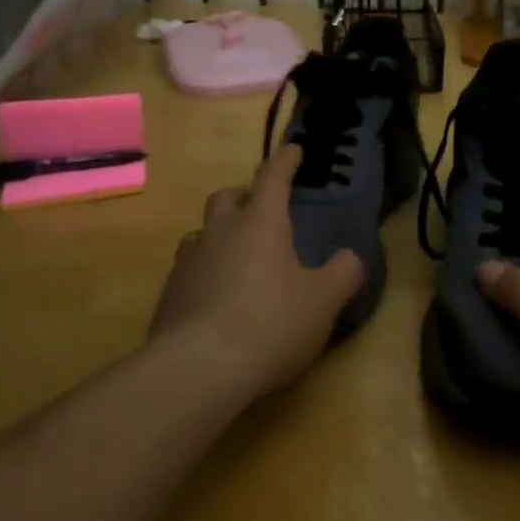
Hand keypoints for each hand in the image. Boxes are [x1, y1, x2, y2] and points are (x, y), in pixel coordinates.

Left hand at [148, 144, 364, 398]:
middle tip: (262, 208)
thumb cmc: (272, 323)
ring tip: (239, 254)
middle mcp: (220, 231)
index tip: (294, 151)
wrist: (199, 369)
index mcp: (260, 222)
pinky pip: (189, 268)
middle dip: (246, 195)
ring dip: (221, 233)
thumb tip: (350, 257)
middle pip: (228, 197)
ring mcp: (188, 261)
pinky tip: (218, 296)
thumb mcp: (324, 300)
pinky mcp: (169, 294)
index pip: (273, 177)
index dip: (285, 161)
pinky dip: (206, 270)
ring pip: (203, 232)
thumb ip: (344, 272)